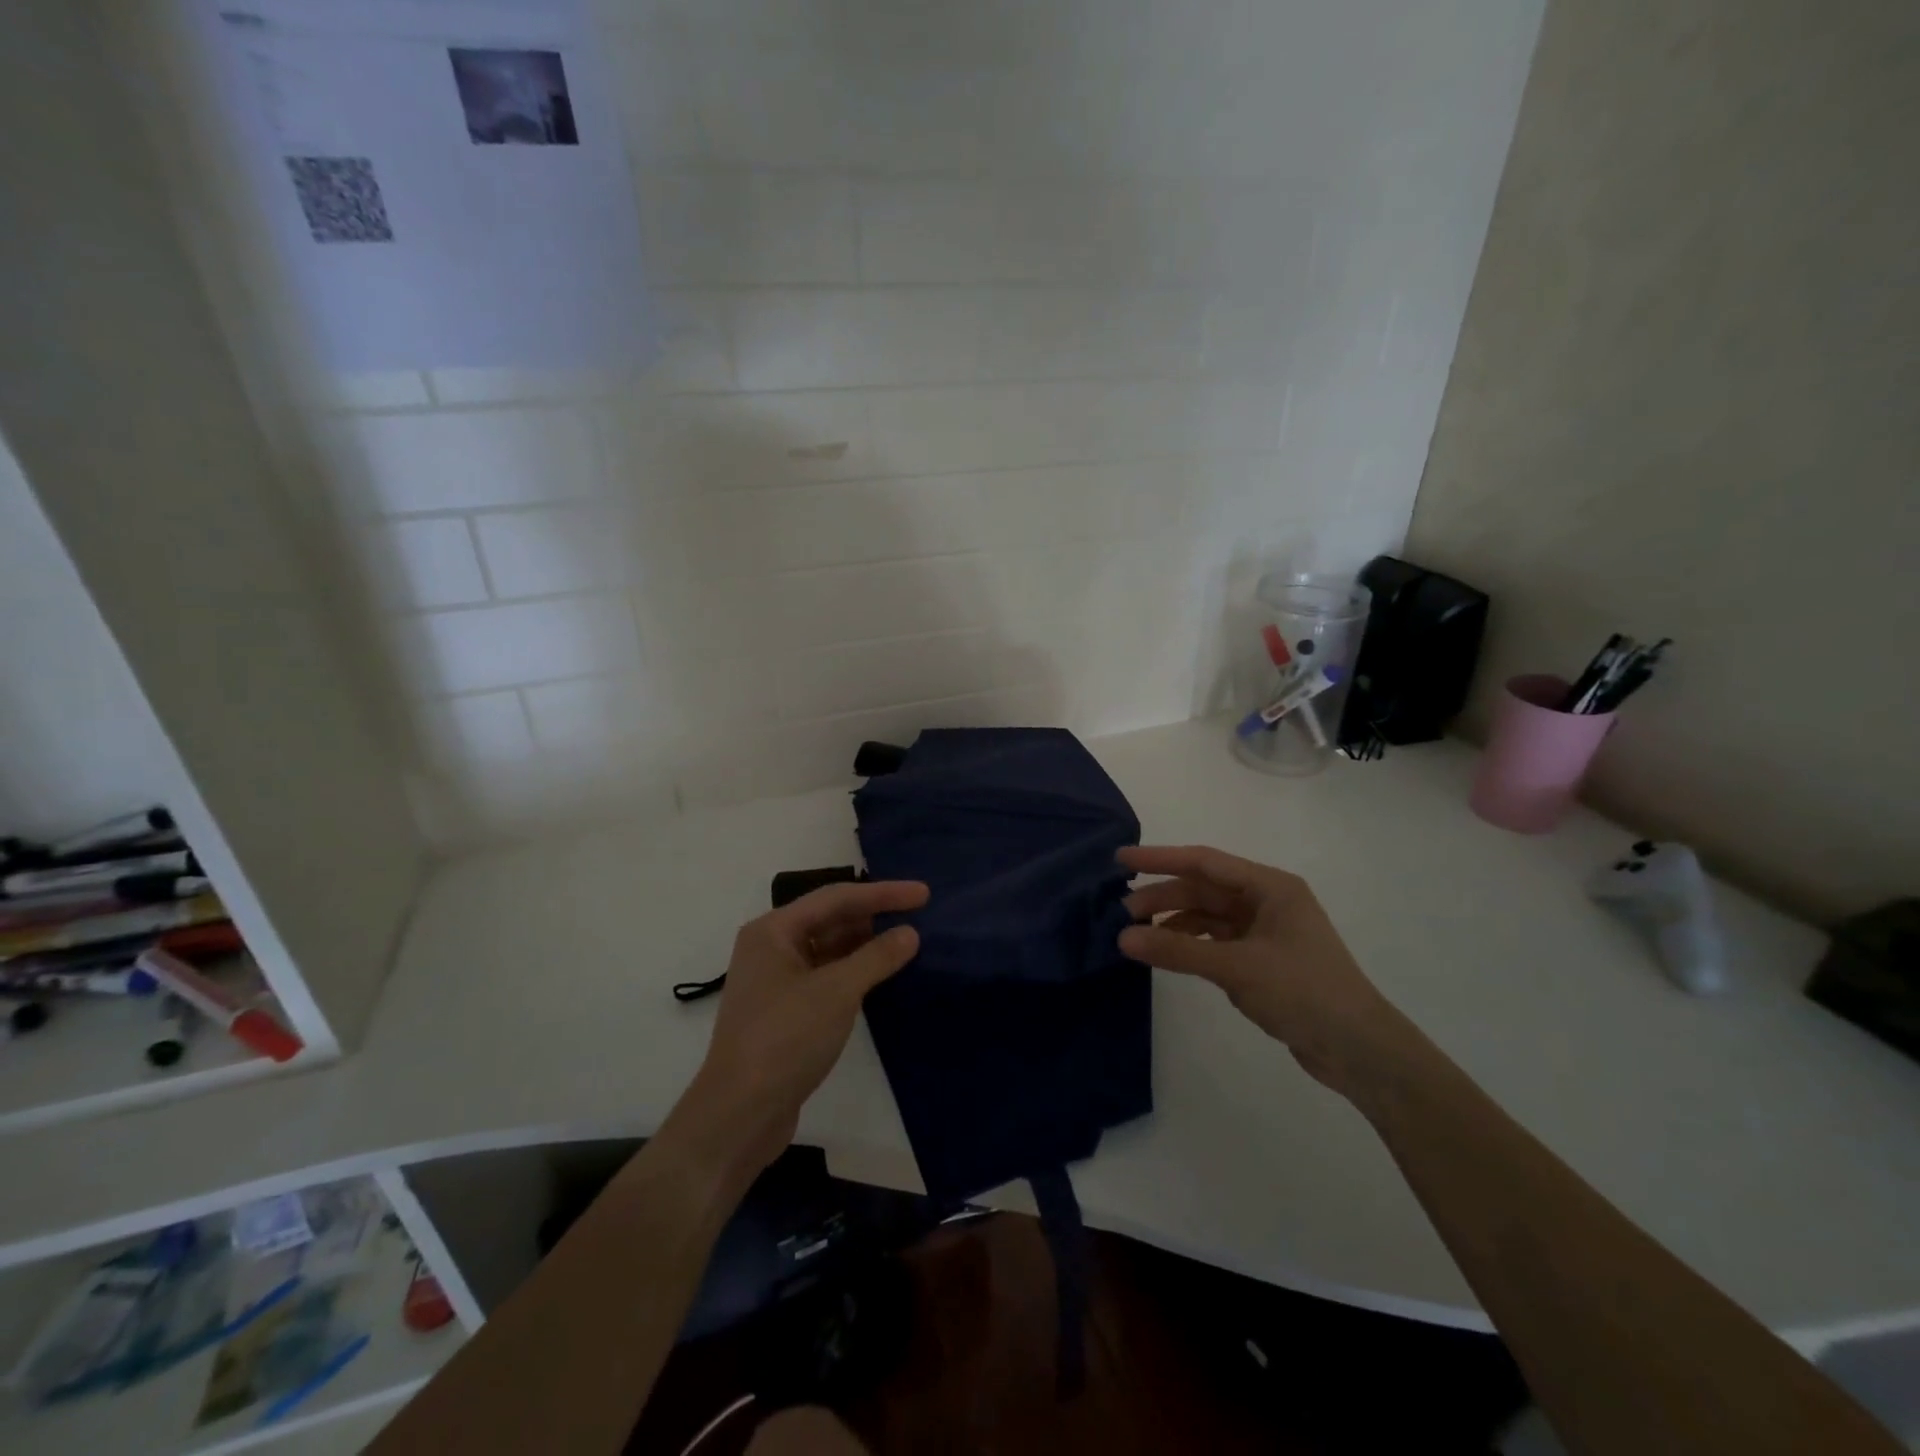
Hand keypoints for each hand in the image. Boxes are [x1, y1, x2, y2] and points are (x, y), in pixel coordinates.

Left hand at [673, 880, 927, 1175]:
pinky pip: (825, 976)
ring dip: (864, 945)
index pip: (836, 898)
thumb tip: (910, 933)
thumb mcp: (837, 992)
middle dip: (873, 916)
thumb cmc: (785, 1039)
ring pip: (828, 948)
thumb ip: (877, 957)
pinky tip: (880, 976)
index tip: (924, 894)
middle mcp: (770, 947)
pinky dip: (853, 972)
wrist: (739, 1115)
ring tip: (905, 943)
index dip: (882, 893)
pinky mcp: (785, 1011)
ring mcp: (776, 981)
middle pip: (830, 918)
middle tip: (917, 915)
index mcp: (773, 931)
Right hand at [1118, 845, 1399, 1098]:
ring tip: (1137, 937)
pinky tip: (1167, 955)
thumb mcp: (1236, 967)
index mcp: (1270, 886)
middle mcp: (1267, 901)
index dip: (1160, 859)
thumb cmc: (1303, 992)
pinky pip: (1216, 940)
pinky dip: (1190, 944)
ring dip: (1174, 923)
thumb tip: (1122, 938)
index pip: (1204, 862)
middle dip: (1163, 897)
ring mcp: (1265, 930)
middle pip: (1203, 889)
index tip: (1121, 860)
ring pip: (1207, 915)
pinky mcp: (1262, 959)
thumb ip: (1178, 950)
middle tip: (1122, 913)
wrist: (1360, 1050)